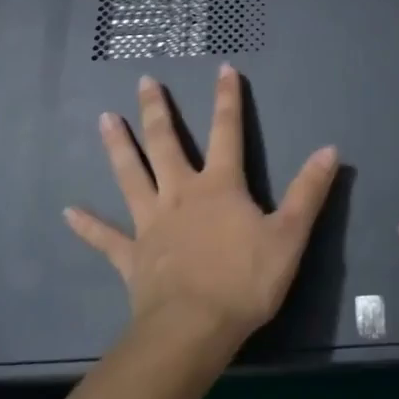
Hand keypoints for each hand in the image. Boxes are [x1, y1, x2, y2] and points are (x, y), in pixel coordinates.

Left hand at [65, 65, 338, 357]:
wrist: (193, 330)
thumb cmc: (244, 281)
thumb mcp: (289, 235)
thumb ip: (308, 191)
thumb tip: (330, 149)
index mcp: (219, 185)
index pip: (227, 131)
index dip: (228, 98)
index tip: (223, 68)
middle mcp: (181, 193)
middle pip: (166, 143)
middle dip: (157, 110)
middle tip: (144, 81)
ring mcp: (151, 223)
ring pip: (131, 175)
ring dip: (118, 146)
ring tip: (104, 118)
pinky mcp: (132, 255)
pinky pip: (106, 237)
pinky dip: (88, 224)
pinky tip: (68, 211)